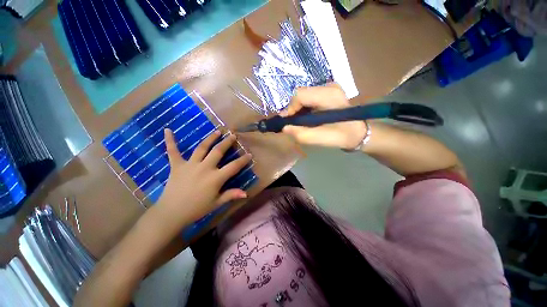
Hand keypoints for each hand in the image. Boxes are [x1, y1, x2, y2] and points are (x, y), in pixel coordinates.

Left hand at [155, 129, 251, 228]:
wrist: (171, 213)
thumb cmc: (197, 209)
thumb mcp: (216, 203)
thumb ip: (231, 195)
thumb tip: (246, 194)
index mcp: (215, 178)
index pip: (234, 166)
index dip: (243, 160)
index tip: (249, 154)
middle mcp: (204, 168)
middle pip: (218, 151)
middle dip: (227, 142)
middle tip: (233, 135)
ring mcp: (190, 165)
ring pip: (202, 148)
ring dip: (210, 138)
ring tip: (217, 131)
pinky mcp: (177, 166)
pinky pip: (173, 151)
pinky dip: (170, 141)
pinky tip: (167, 130)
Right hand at [280, 83, 367, 149]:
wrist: (358, 132)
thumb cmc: (342, 136)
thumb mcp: (320, 139)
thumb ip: (300, 134)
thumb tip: (284, 128)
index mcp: (329, 95)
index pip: (300, 95)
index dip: (290, 109)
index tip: (288, 123)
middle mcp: (329, 86)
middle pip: (300, 94)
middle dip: (293, 110)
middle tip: (294, 124)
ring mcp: (329, 87)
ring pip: (303, 96)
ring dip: (298, 110)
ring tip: (300, 122)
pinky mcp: (327, 91)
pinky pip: (308, 97)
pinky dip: (304, 108)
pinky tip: (307, 118)